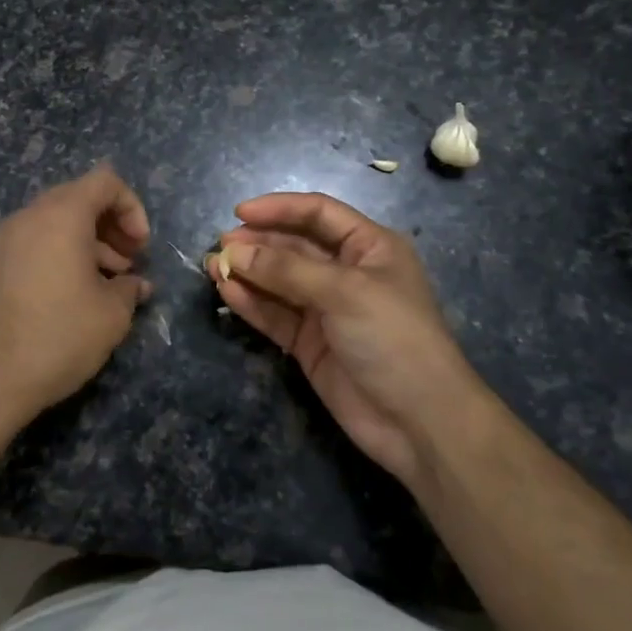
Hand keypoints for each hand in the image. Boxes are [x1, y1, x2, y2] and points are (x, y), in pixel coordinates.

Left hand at [0, 164, 152, 431]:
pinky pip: (37, 243)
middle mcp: (30, 216)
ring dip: (89, 242)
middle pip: (80, 198)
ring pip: (57, 222)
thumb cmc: (58, 335)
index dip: (132, 208)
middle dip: (111, 225)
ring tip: (109, 282)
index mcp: (61, 215)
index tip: (141, 248)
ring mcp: (6, 240)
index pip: (105, 181)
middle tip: (129, 263)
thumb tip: (136, 285)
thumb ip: (130, 289)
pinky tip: (76, 295)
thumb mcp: (111, 314)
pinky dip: (62, 255)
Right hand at [210, 192, 491, 493]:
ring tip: (211, 267)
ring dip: (248, 272)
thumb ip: (287, 269)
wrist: (420, 422)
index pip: (318, 213)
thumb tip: (234, 251)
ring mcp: (327, 309)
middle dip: (258, 243)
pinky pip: (276, 314)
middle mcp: (346, 272)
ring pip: (279, 281)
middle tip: (220, 246)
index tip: (239, 212)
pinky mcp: (310, 343)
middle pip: (294, 246)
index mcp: (369, 247)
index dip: (279, 208)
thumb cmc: (393, 338)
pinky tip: (227, 292)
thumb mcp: (344, 292)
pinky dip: (252, 303)